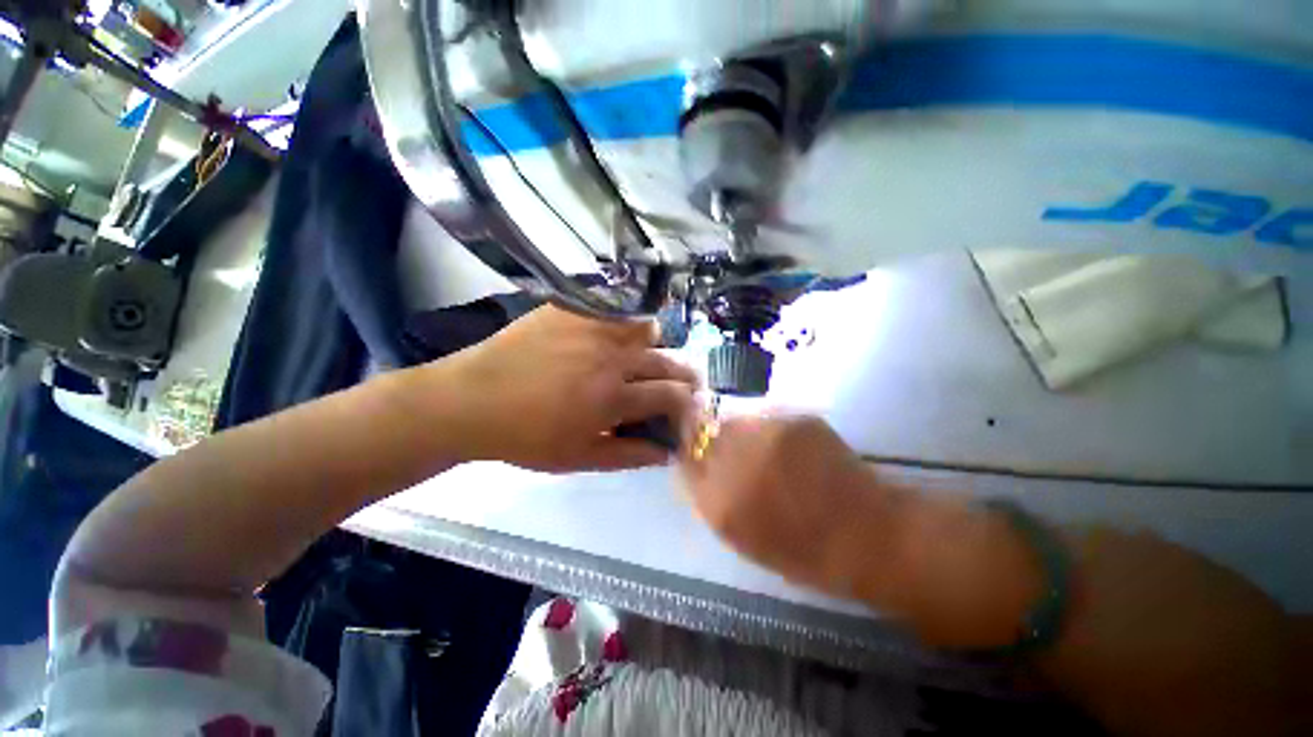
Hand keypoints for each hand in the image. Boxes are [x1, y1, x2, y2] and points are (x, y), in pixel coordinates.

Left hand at [421, 305, 698, 471]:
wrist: (471, 400)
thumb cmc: (525, 437)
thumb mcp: (578, 458)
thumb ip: (628, 456)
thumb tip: (667, 454)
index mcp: (614, 398)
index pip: (674, 396)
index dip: (690, 405)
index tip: (689, 411)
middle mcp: (613, 358)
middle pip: (670, 361)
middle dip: (687, 376)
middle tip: (682, 386)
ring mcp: (594, 328)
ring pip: (650, 328)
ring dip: (656, 347)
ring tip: (643, 359)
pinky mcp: (574, 310)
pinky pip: (616, 311)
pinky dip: (626, 325)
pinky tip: (614, 338)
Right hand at [678, 414, 906, 595]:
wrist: (866, 536)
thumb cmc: (800, 550)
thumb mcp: (739, 535)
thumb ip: (708, 496)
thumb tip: (691, 462)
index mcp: (718, 499)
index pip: (685, 456)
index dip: (691, 451)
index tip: (699, 452)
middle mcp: (734, 459)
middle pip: (705, 431)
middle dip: (712, 438)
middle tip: (735, 452)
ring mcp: (765, 434)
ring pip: (735, 419)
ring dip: (742, 432)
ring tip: (767, 451)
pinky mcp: (793, 419)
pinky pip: (767, 416)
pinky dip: (771, 429)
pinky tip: (792, 448)